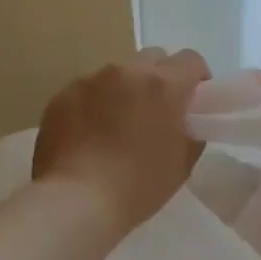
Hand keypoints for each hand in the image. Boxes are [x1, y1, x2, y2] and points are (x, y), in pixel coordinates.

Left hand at [32, 47, 211, 235]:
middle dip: (160, 77)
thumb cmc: (138, 186)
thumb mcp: (183, 163)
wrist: (76, 201)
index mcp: (163, 85)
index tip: (193, 100)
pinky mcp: (64, 94)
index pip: (191, 60)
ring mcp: (91, 80)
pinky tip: (89, 134)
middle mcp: (127, 71)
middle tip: (157, 110)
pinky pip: (88, 89)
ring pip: (118, 73)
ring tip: (117, 124)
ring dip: (125, 89)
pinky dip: (95, 103)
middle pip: (153, 58)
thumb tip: (185, 121)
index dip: (196, 77)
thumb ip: (191, 131)